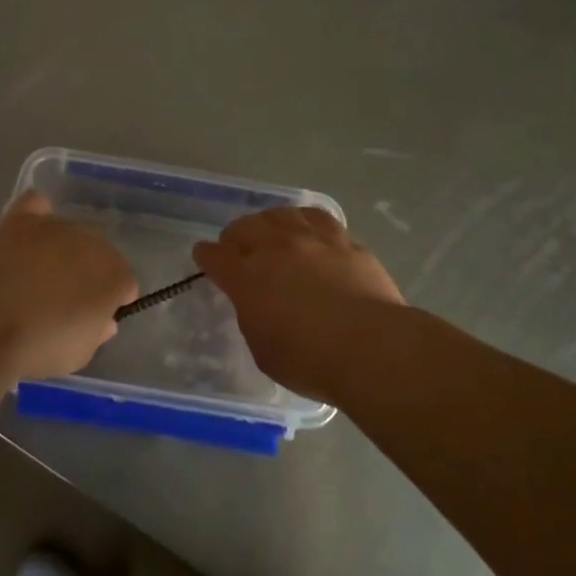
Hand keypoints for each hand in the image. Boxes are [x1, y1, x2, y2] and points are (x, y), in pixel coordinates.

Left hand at [0, 191, 137, 384]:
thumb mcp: (79, 355)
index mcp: (115, 275)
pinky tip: (26, 233)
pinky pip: (36, 206)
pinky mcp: (20, 220)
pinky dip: (36, 216)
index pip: (124, 284)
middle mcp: (92, 242)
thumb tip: (102, 321)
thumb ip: (96, 333)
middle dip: (85, 275)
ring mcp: (56, 226)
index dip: (109, 304)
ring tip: (33, 278)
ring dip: (59, 252)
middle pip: (96, 255)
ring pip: (67, 234)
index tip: (90, 322)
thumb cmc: (39, 347)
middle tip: (60, 303)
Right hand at [195, 207, 403, 400]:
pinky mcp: (344, 241)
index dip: (206, 256)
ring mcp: (311, 240)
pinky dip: (305, 220)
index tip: (204, 256)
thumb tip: (258, 303)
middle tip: (237, 247)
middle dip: (235, 236)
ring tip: (273, 232)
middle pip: (244, 226)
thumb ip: (254, 318)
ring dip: (269, 222)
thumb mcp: (263, 349)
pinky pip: (318, 218)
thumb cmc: (310, 361)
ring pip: (280, 214)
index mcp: (246, 278)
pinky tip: (309, 229)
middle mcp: (274, 249)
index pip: (215, 256)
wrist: (372, 347)